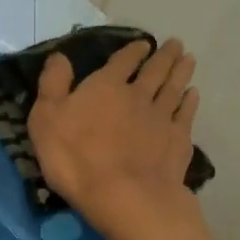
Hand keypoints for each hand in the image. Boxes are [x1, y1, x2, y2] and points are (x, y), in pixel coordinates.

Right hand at [26, 36, 202, 239]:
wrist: (124, 196)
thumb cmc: (76, 158)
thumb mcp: (46, 119)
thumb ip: (53, 85)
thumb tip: (59, 56)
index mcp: (106, 86)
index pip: (121, 61)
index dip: (132, 51)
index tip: (144, 43)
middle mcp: (138, 95)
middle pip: (154, 71)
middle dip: (164, 56)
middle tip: (176, 44)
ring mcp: (162, 118)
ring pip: (174, 88)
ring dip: (181, 72)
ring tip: (189, 59)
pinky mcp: (178, 141)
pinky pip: (186, 115)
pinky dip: (190, 102)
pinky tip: (193, 95)